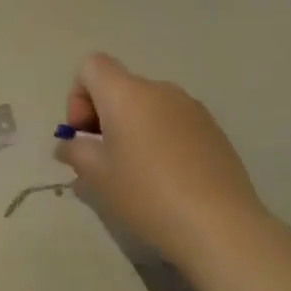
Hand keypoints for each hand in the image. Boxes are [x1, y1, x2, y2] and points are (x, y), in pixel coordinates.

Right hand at [54, 53, 267, 264]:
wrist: (220, 225)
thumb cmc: (147, 193)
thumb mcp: (96, 176)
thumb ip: (75, 152)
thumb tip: (70, 145)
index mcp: (126, 93)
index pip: (92, 65)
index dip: (78, 95)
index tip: (84, 134)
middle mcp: (159, 89)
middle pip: (120, 87)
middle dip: (103, 117)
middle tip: (103, 159)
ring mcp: (191, 107)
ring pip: (148, 106)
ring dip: (133, 128)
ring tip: (135, 173)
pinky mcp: (213, 130)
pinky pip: (173, 122)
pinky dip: (160, 139)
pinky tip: (167, 178)